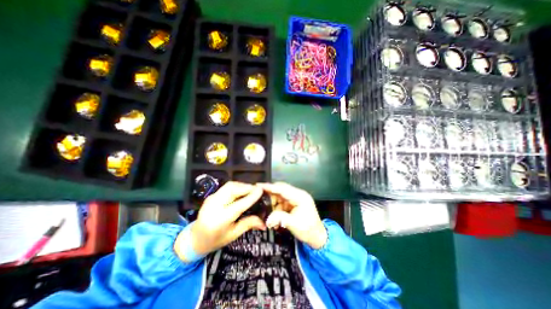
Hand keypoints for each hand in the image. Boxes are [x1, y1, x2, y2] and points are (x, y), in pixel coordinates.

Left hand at [174, 182, 264, 259]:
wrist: (194, 239)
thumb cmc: (215, 240)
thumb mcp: (233, 234)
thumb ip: (249, 224)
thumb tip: (264, 223)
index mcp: (220, 219)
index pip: (239, 205)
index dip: (251, 196)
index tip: (261, 190)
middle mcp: (214, 206)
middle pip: (233, 189)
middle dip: (247, 187)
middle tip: (257, 190)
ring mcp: (211, 198)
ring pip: (230, 185)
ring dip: (242, 185)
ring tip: (251, 190)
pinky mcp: (211, 195)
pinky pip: (227, 187)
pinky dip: (237, 187)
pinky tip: (242, 191)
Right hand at [258, 182, 325, 248]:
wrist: (317, 237)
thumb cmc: (308, 230)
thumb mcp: (294, 224)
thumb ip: (280, 218)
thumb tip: (267, 219)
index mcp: (300, 197)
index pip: (282, 189)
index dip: (270, 187)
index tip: (259, 185)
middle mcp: (297, 195)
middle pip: (280, 191)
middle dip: (270, 196)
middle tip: (260, 202)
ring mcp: (295, 199)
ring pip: (279, 197)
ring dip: (272, 205)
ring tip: (268, 215)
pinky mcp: (292, 204)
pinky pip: (281, 203)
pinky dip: (276, 209)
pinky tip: (274, 218)